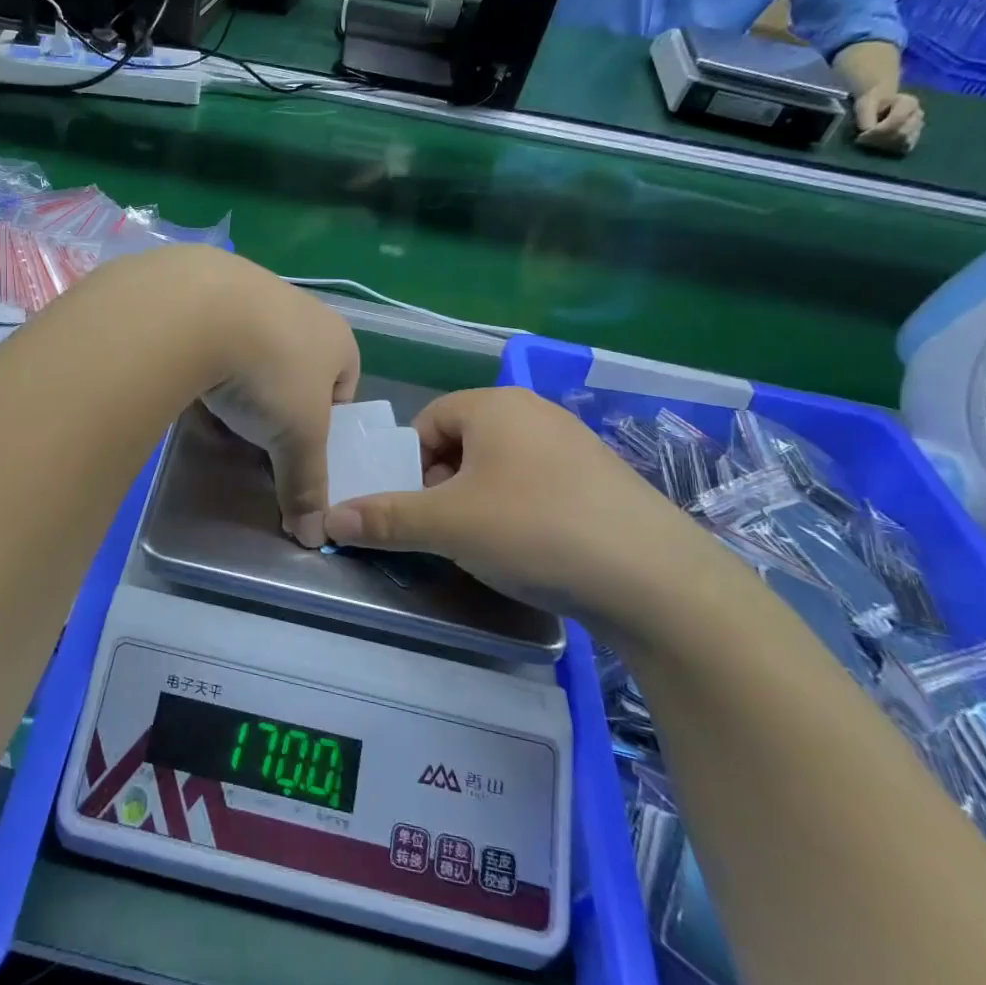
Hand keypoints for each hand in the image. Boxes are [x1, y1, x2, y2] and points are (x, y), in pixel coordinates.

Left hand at [192, 255, 360, 547]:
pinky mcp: (203, 288)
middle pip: (295, 368)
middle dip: (278, 403)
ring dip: (239, 381)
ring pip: (251, 350)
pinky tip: (186, 384)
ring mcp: (250, 291)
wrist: (198, 308)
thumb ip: (307, 485)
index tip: (299, 446)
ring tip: (216, 412)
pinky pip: (211, 336)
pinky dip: (204, 361)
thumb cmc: (270, 373)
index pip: (344, 386)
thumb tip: (315, 537)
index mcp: (336, 338)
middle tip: (256, 434)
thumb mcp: (297, 440)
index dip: (326, 421)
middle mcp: (299, 308)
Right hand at [322, 388, 736, 633]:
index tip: (416, 510)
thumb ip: (385, 519)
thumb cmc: (535, 530)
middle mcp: (535, 411)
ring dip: (481, 500)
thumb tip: (329, 518)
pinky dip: (522, 511)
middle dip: (444, 485)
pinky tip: (534, 550)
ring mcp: (575, 444)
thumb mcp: (448, 526)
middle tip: (447, 531)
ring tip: (489, 545)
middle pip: (463, 442)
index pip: (428, 421)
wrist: (656, 579)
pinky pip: (540, 484)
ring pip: (502, 466)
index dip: (410, 466)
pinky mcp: (602, 480)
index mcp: (495, 405)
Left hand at [853, 85, 923, 152]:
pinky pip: (904, 148)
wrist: (879, 104)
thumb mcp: (864, 106)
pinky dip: (890, 149)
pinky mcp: (914, 137)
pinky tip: (878, 146)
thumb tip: (867, 132)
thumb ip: (866, 117)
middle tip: (862, 140)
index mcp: (910, 102)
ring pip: (904, 142)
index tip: (861, 136)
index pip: (897, 120)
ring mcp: (918, 126)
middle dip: (879, 139)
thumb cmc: (871, 103)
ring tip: (869, 142)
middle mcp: (918, 115)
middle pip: (902, 133)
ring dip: (884, 145)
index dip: (878, 131)